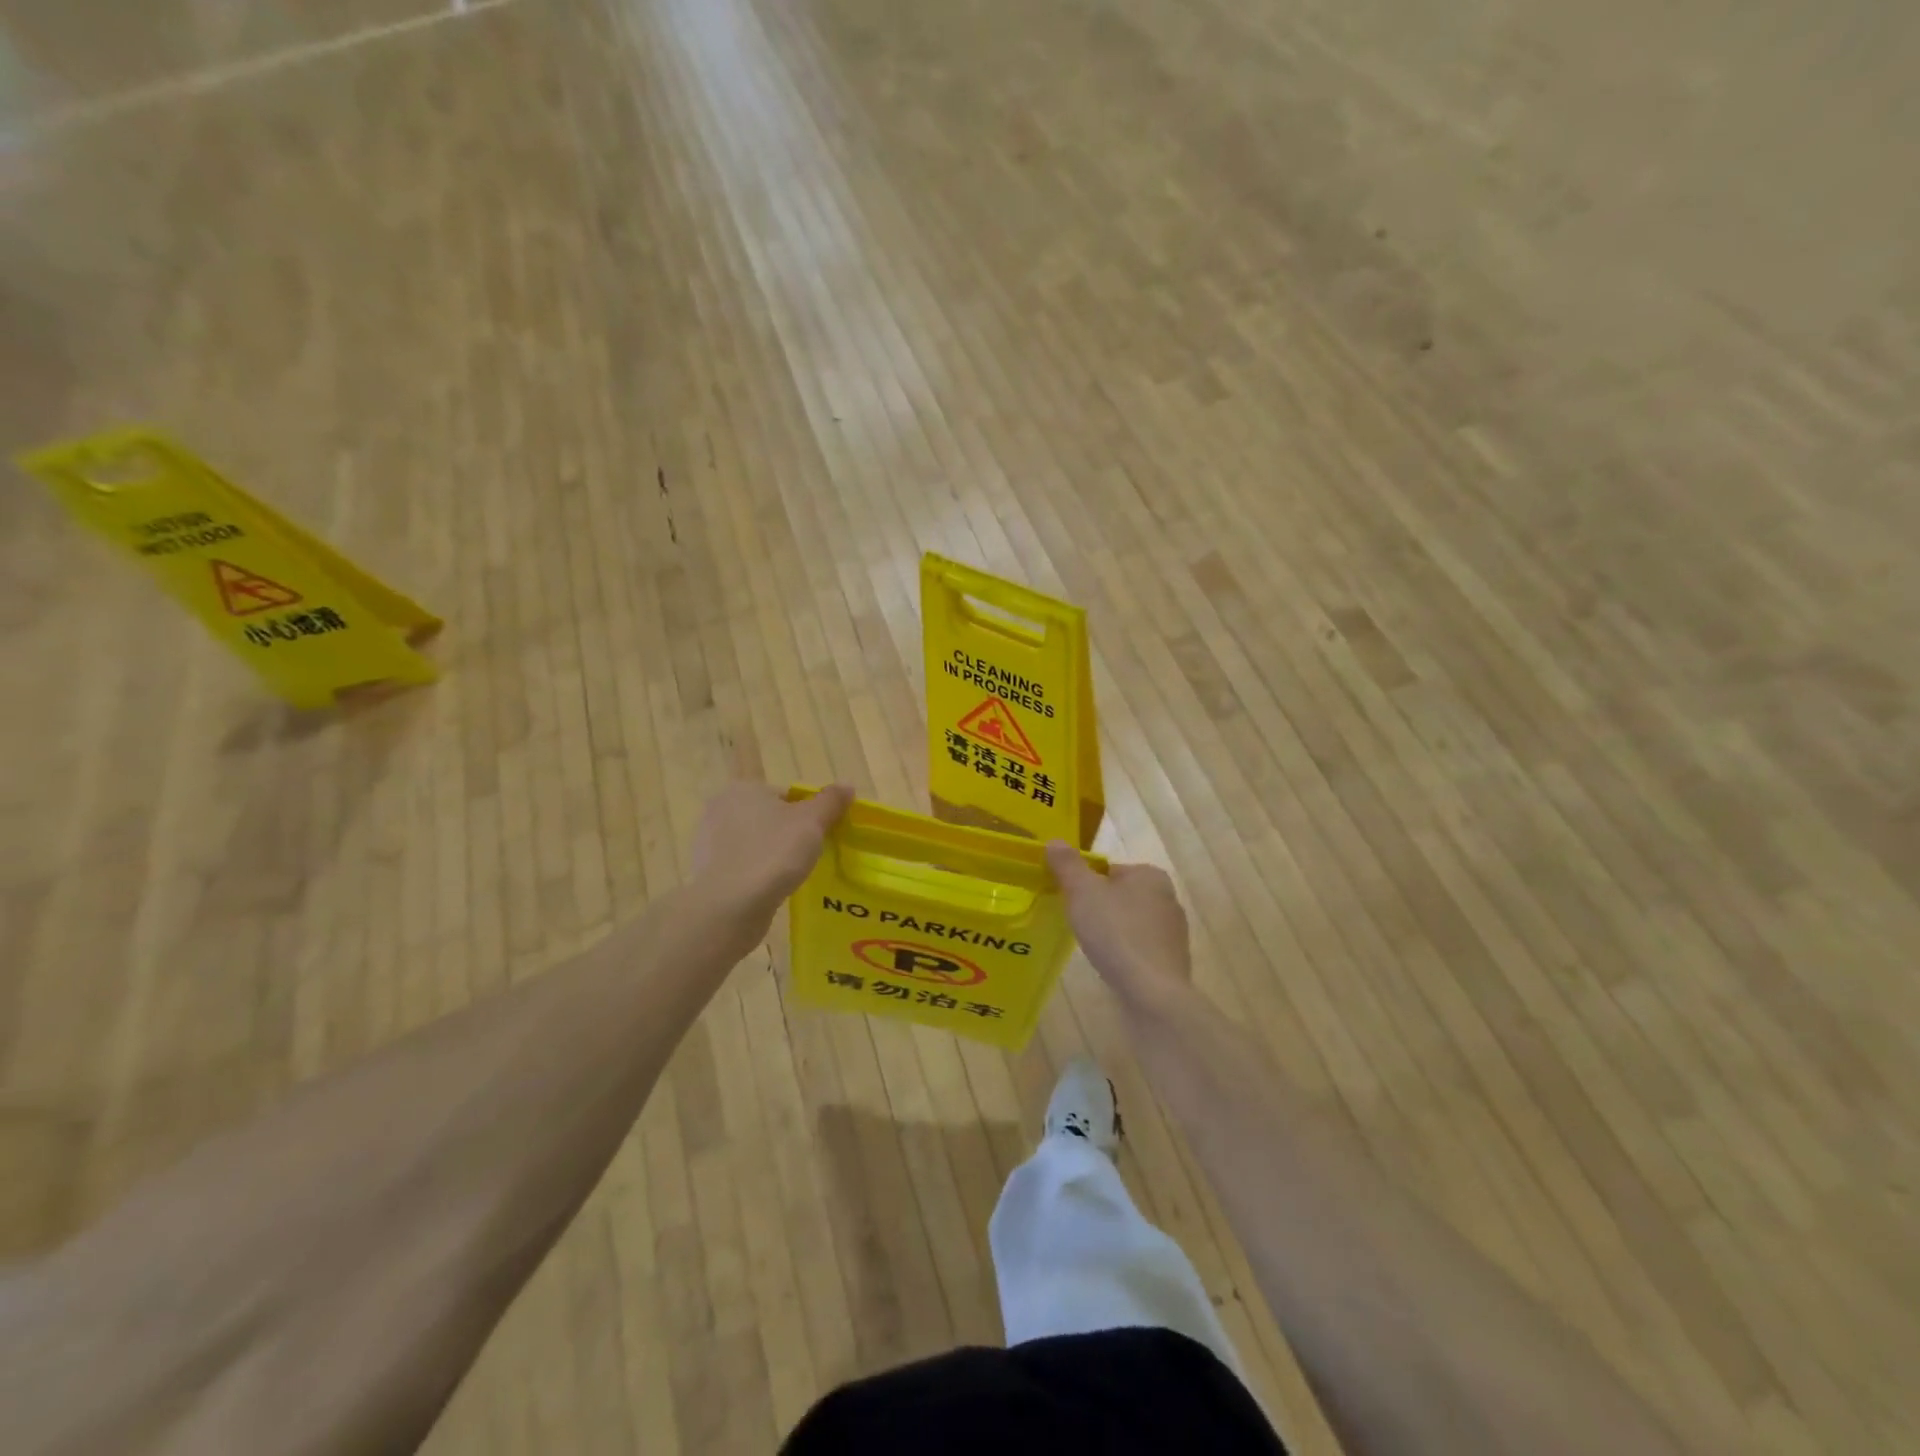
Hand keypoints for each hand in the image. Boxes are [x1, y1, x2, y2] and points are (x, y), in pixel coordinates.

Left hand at [692, 782, 853, 930]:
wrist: (730, 907)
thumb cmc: (773, 854)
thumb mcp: (812, 822)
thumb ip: (831, 801)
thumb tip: (847, 785)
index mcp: (744, 789)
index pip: (786, 794)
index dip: (808, 813)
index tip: (820, 835)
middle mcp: (721, 808)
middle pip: (769, 817)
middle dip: (789, 833)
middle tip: (810, 854)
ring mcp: (709, 841)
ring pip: (755, 842)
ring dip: (772, 854)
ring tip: (792, 875)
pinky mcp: (707, 871)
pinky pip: (742, 865)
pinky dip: (757, 873)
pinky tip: (771, 889)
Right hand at [1046, 842, 1192, 1010]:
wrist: (1152, 992)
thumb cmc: (1116, 933)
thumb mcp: (1082, 892)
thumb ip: (1067, 865)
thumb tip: (1054, 842)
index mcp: (1150, 875)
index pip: (1109, 870)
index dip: (1086, 884)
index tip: (1071, 902)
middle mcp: (1168, 897)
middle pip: (1120, 896)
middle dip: (1099, 908)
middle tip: (1078, 924)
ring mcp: (1173, 932)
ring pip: (1130, 923)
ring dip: (1112, 932)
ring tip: (1093, 947)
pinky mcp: (1172, 961)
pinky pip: (1139, 949)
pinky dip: (1124, 953)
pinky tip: (1111, 966)